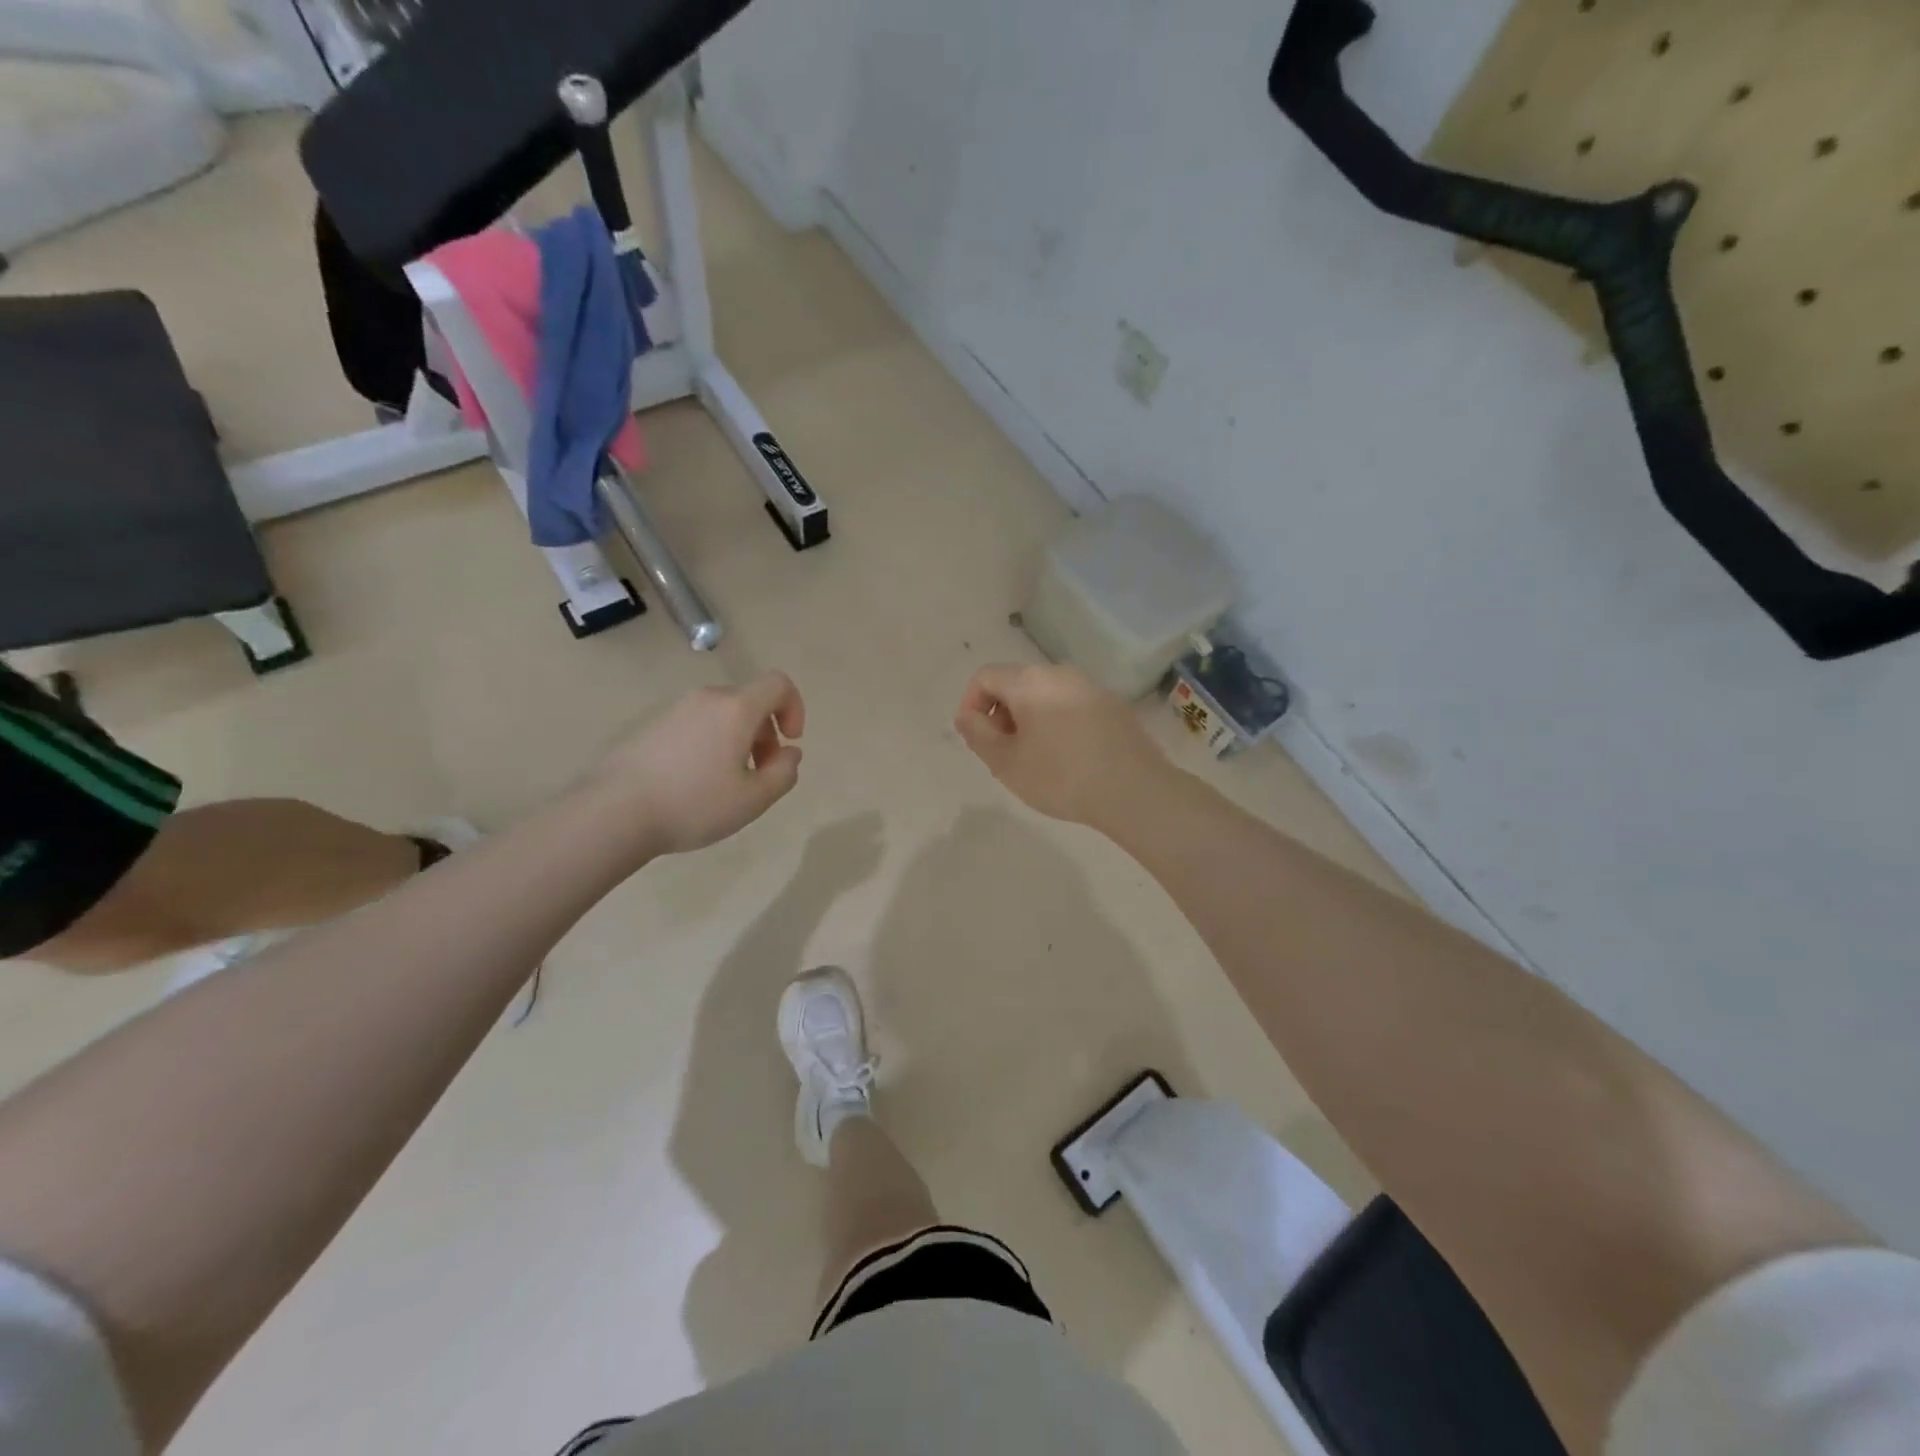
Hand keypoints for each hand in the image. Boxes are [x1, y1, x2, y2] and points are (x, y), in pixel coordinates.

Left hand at [602, 673, 805, 854]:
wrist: (614, 812)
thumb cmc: (693, 804)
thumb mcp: (754, 799)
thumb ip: (784, 772)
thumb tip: (789, 753)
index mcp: (736, 709)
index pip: (778, 684)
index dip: (794, 708)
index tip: (789, 742)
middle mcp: (706, 698)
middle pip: (750, 701)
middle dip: (766, 732)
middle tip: (760, 773)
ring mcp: (675, 709)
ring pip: (723, 714)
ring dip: (738, 739)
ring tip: (727, 782)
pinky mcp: (652, 724)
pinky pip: (696, 724)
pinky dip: (711, 742)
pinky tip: (695, 782)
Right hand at [953, 664, 1171, 830]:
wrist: (1134, 790)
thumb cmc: (1060, 776)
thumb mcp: (1005, 762)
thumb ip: (977, 734)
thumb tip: (967, 716)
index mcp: (1030, 681)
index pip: (985, 677)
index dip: (970, 705)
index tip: (976, 740)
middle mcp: (1061, 674)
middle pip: (1016, 684)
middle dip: (1001, 715)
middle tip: (1002, 755)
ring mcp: (1092, 687)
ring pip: (1045, 696)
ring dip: (1029, 722)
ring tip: (1034, 761)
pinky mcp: (1114, 706)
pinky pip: (1072, 707)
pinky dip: (1057, 725)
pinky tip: (1067, 761)